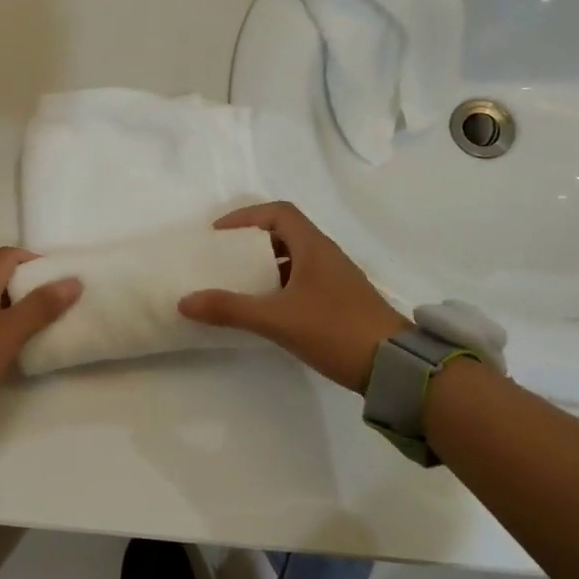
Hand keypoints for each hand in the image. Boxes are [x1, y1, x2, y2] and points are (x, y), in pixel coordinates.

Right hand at [178, 202, 406, 391]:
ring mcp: (336, 280)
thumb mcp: (276, 319)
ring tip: (239, 285)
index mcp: (314, 247)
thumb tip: (185, 301)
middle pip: (286, 234)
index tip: (219, 234)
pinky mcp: (340, 302)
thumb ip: (230, 309)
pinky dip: (280, 287)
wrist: (393, 365)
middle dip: (252, 243)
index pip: (279, 212)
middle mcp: (326, 256)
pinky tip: (267, 310)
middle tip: (225, 259)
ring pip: (295, 260)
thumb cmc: (334, 329)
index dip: (246, 216)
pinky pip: (304, 282)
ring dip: (266, 266)